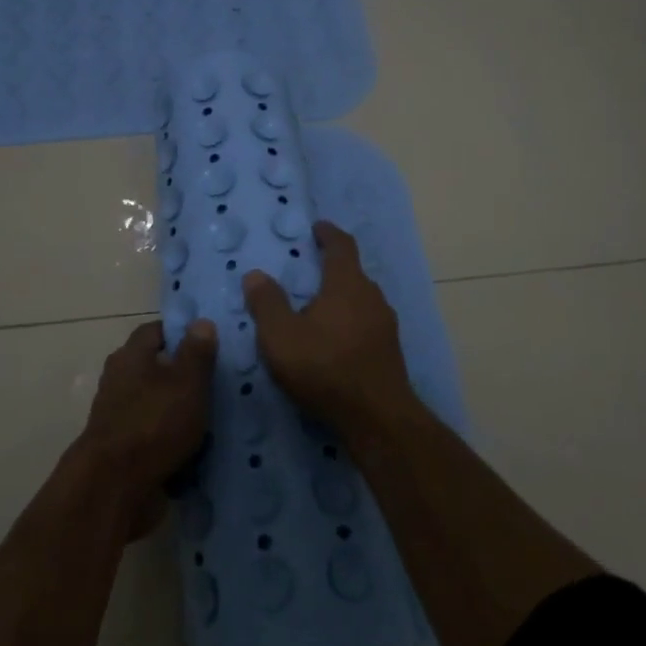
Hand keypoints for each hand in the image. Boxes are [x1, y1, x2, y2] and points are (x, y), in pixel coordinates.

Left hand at [79, 318, 215, 537]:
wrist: (114, 488)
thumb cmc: (154, 423)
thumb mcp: (187, 382)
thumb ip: (197, 352)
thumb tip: (201, 322)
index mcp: (130, 356)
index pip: (155, 331)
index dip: (181, 333)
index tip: (208, 343)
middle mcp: (118, 380)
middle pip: (154, 367)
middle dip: (182, 374)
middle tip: (217, 382)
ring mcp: (117, 416)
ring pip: (154, 403)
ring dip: (177, 409)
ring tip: (213, 417)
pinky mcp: (121, 449)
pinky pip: (152, 434)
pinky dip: (170, 438)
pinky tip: (196, 449)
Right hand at [243, 221, 414, 438]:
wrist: (377, 418)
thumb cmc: (325, 368)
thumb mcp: (281, 336)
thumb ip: (267, 303)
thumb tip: (255, 274)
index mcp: (347, 284)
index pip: (341, 246)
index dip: (329, 234)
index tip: (318, 227)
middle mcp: (372, 297)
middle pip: (352, 273)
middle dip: (332, 268)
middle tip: (309, 271)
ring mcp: (385, 325)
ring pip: (361, 300)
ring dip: (341, 298)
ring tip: (318, 308)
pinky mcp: (389, 350)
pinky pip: (366, 323)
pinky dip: (349, 321)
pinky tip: (335, 341)